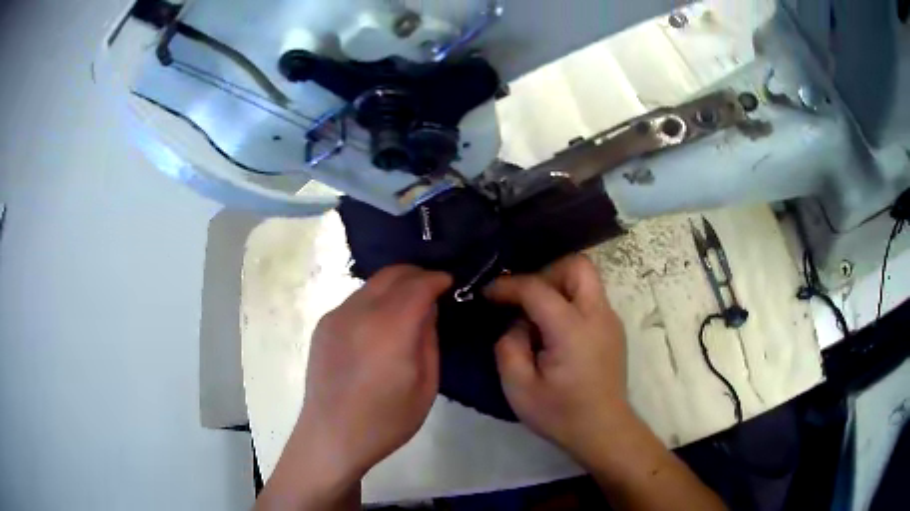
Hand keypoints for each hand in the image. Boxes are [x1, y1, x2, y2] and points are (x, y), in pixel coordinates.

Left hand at [300, 265, 450, 477]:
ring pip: (371, 285)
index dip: (437, 279)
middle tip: (432, 288)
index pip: (418, 285)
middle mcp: (359, 312)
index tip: (449, 282)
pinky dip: (374, 301)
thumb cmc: (385, 420)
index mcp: (389, 328)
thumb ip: (428, 340)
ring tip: (408, 306)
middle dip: (416, 274)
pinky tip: (379, 326)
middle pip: (392, 274)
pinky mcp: (323, 326)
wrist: (332, 435)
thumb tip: (427, 310)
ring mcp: (336, 316)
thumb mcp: (425, 386)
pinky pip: (355, 301)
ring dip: (394, 287)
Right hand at [485, 254, 631, 464]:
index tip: (488, 293)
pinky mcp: (613, 329)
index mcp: (572, 330)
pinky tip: (555, 330)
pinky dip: (569, 300)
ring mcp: (610, 320)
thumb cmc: (561, 414)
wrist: (604, 431)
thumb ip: (509, 347)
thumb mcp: (519, 388)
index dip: (508, 286)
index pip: (537, 288)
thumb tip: (516, 324)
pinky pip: (590, 298)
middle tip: (524, 299)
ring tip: (537, 315)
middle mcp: (598, 315)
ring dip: (558, 285)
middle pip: (576, 265)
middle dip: (545, 273)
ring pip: (586, 278)